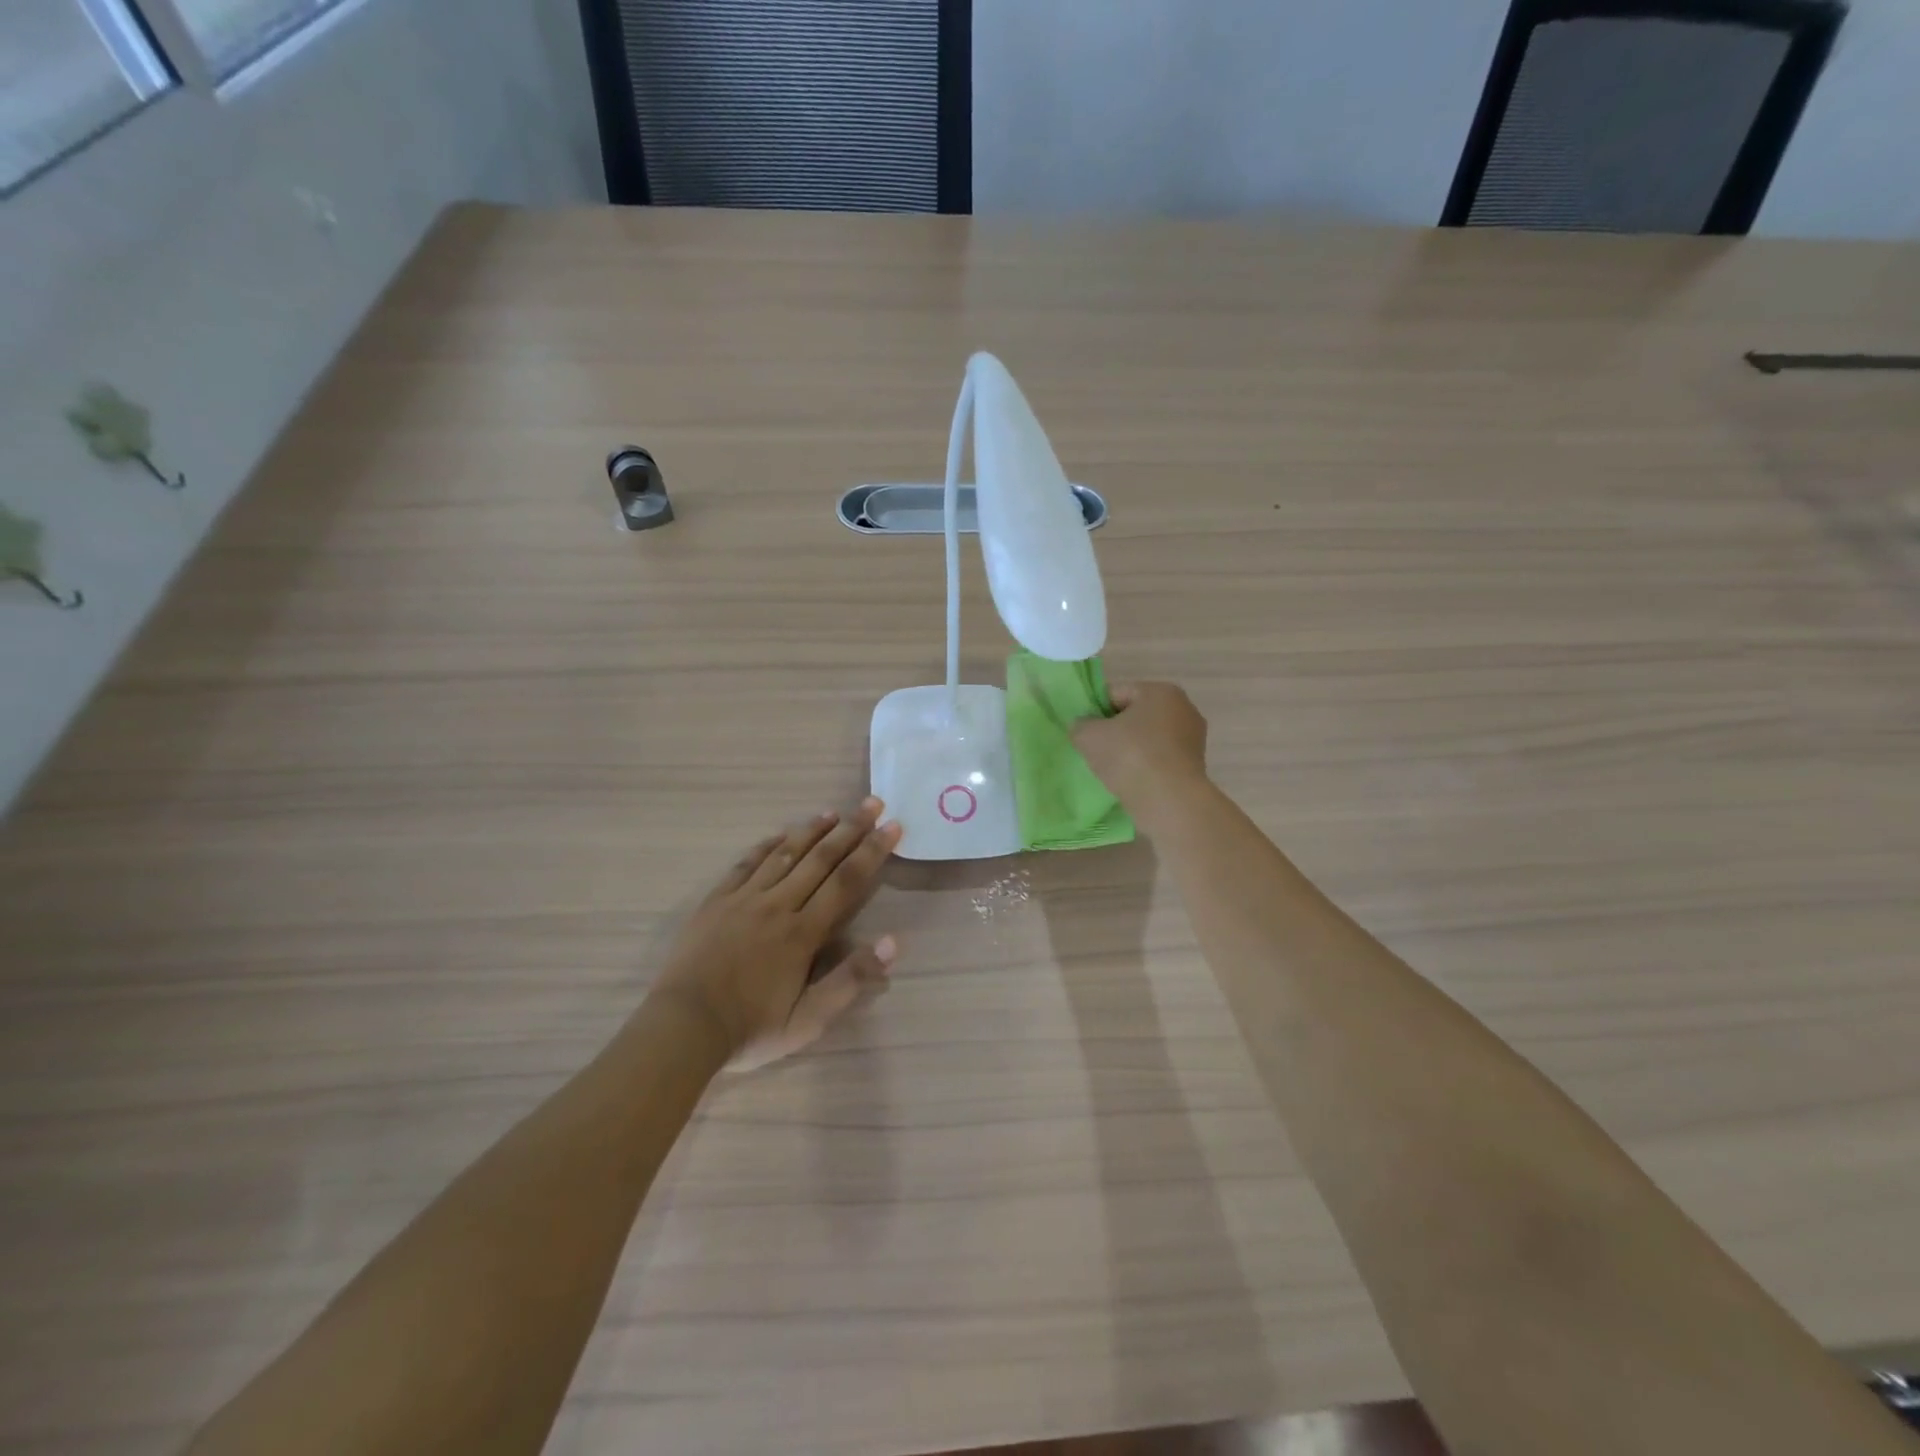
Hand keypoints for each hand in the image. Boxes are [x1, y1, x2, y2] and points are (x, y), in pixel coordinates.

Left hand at [652, 798, 903, 1070]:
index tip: (893, 827)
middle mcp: (778, 905)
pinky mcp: (716, 901)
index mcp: (803, 933)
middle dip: (851, 830)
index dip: (872, 852)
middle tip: (872, 803)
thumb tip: (891, 942)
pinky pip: (745, 864)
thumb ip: (851, 980)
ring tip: (833, 812)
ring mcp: (744, 899)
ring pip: (784, 855)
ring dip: (811, 831)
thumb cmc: (751, 1029)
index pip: (846, 882)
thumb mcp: (809, 1019)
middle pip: (820, 860)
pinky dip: (766, 846)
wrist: (682, 1029)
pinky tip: (780, 835)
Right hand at [1072, 681, 1210, 829]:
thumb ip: (1081, 725)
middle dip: (1115, 731)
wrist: (1170, 802)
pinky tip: (1132, 782)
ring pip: (1148, 739)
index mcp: (1160, 691)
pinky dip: (1145, 767)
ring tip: (1113, 771)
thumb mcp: (1089, 736)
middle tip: (1095, 752)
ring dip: (1130, 751)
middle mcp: (1184, 708)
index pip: (1117, 693)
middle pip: (1135, 716)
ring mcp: (1193, 738)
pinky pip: (1160, 759)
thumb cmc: (1130, 757)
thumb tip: (1084, 727)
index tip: (1085, 733)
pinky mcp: (1196, 766)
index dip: (1095, 712)